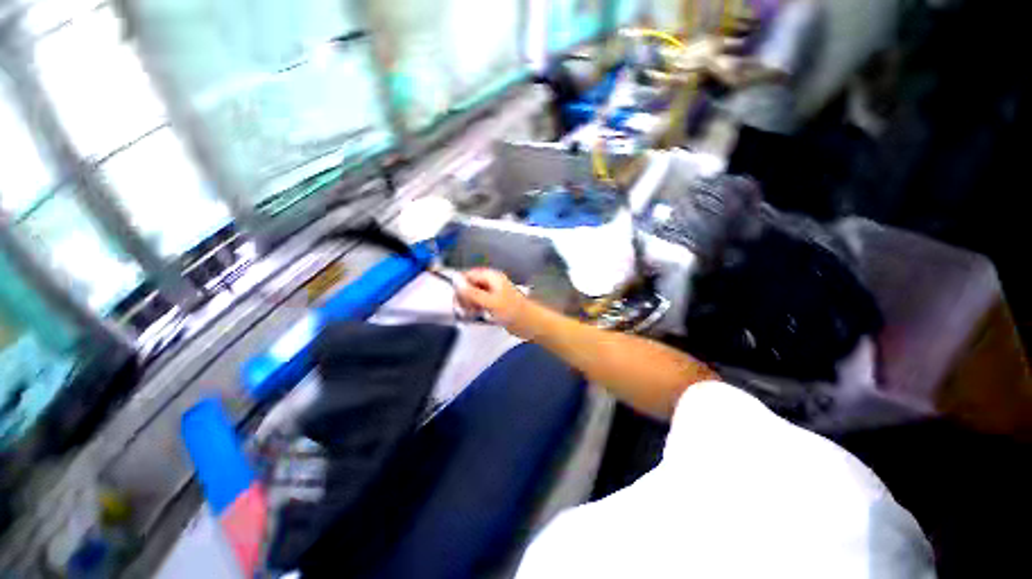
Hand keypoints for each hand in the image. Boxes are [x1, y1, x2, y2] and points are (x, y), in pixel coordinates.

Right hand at [456, 269, 532, 337]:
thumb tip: (457, 283)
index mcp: (492, 277)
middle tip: (463, 308)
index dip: (461, 284)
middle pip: (471, 284)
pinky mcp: (494, 304)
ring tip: (469, 313)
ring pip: (474, 294)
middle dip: (465, 295)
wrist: (529, 322)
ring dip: (469, 303)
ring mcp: (493, 293)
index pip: (470, 275)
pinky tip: (474, 315)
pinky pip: (479, 303)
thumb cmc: (512, 310)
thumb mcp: (490, 301)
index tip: (456, 297)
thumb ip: (472, 293)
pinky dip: (475, 308)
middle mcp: (491, 283)